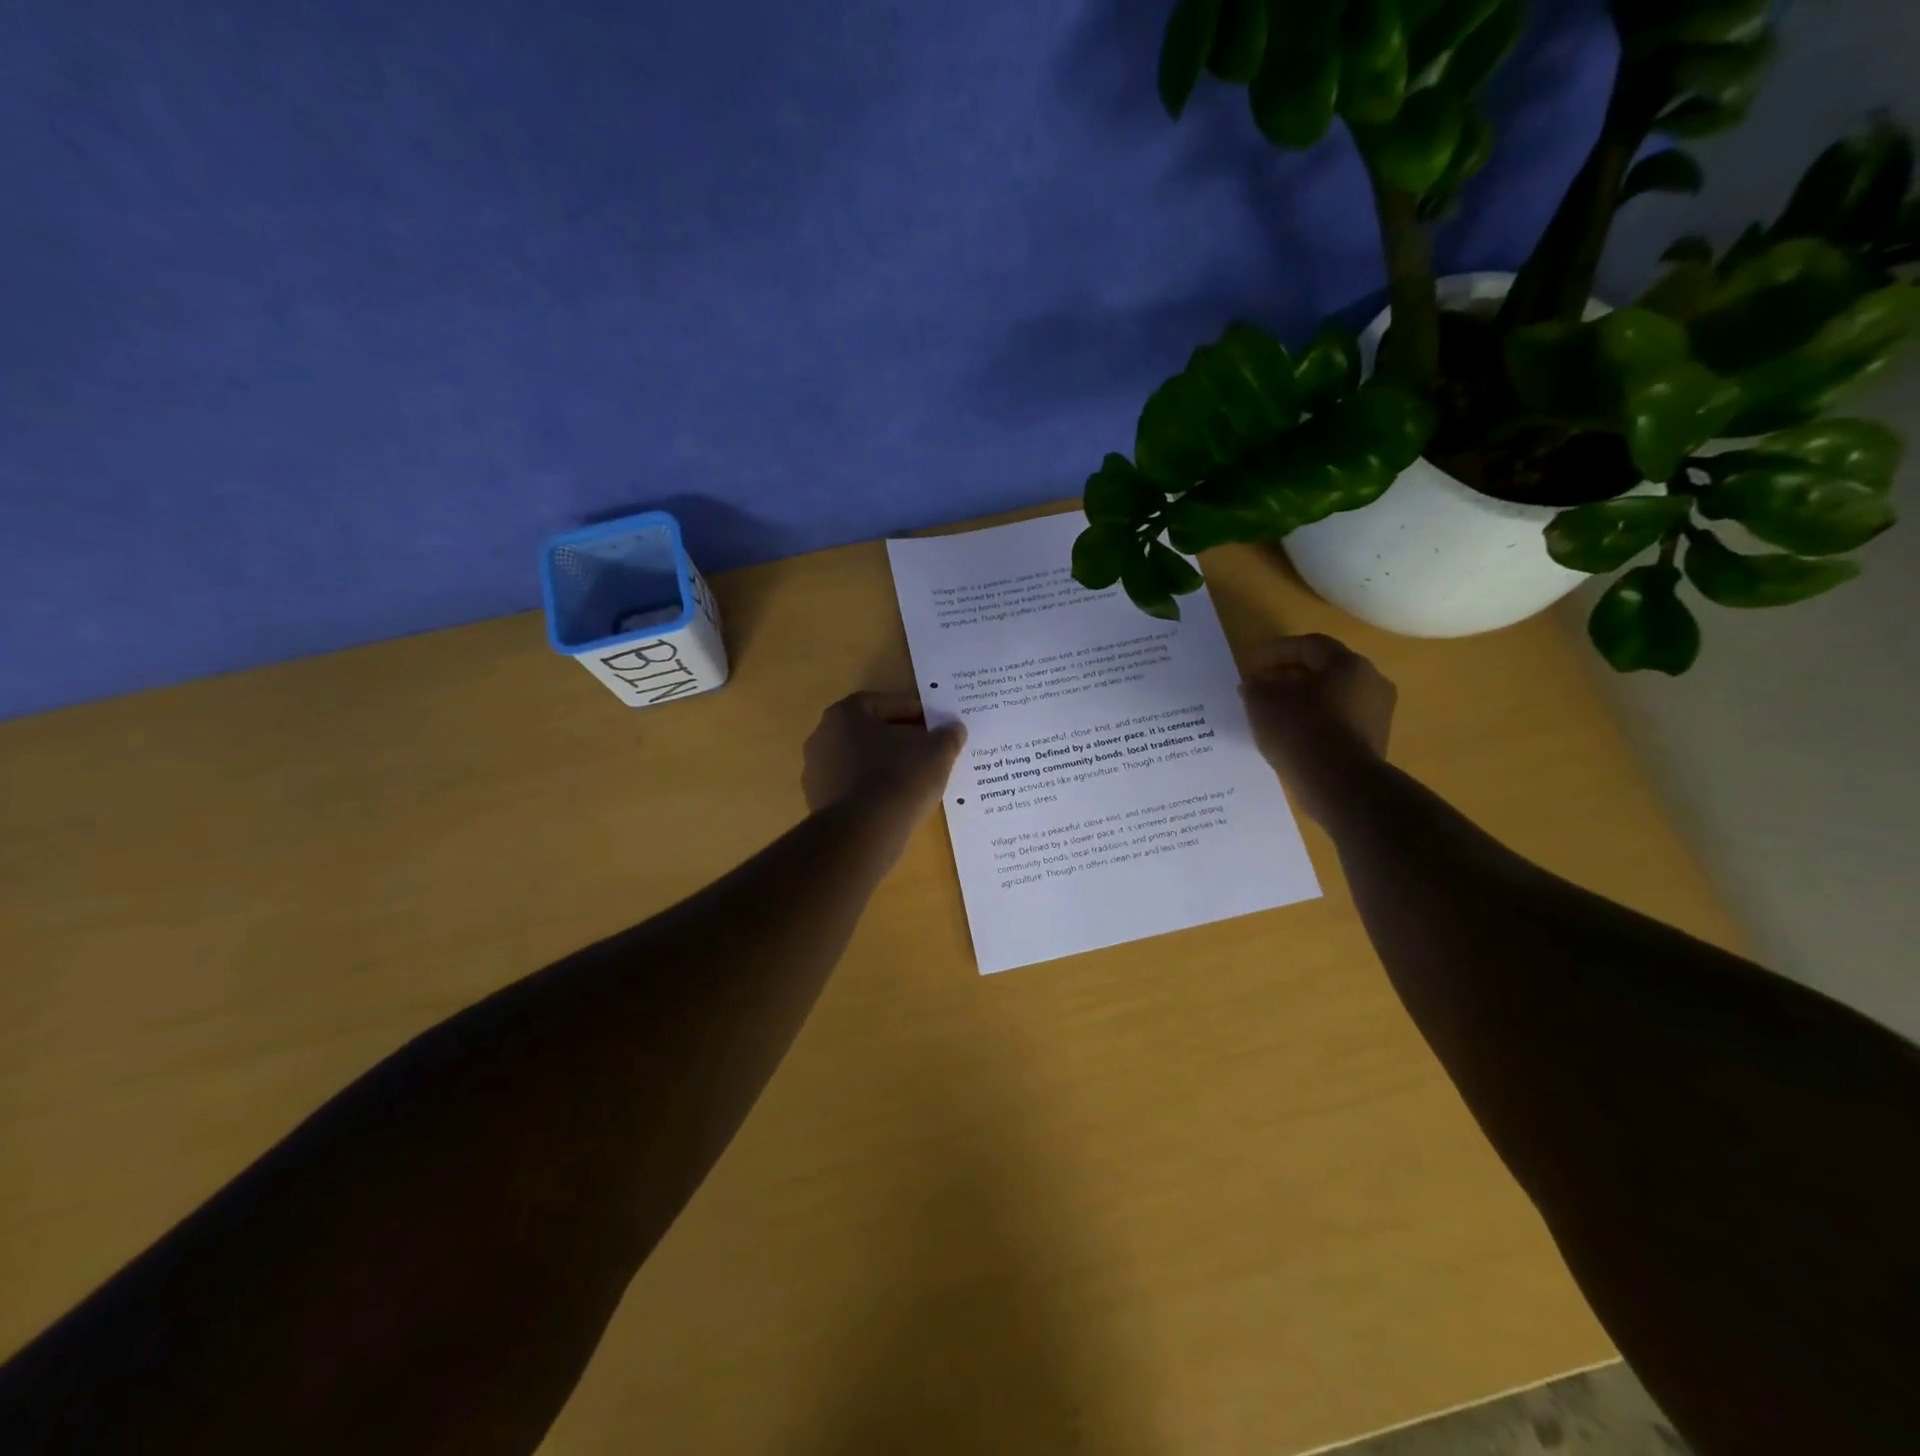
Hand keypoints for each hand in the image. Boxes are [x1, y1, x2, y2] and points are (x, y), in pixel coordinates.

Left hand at [803, 693, 965, 821]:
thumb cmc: (898, 778)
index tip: (932, 724)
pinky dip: (872, 791)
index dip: (912, 711)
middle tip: (926, 750)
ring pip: (859, 762)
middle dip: (897, 739)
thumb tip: (954, 728)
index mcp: (844, 714)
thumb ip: (947, 735)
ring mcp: (816, 773)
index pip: (882, 703)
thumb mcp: (936, 752)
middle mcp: (822, 737)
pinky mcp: (818, 804)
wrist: (863, 833)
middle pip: (868, 732)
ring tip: (914, 780)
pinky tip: (895, 803)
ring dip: (884, 766)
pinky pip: (853, 789)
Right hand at [1239, 634, 1395, 825]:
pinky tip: (1290, 734)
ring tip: (1271, 712)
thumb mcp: (1263, 703)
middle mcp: (1370, 682)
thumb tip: (1255, 683)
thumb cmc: (1301, 731)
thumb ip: (1256, 687)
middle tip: (1259, 686)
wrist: (1340, 785)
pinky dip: (1313, 721)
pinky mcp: (1373, 741)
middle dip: (1288, 675)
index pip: (1308, 645)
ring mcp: (1376, 714)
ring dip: (1301, 699)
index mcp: (1347, 664)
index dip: (1275, 650)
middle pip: (1323, 670)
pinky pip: (1337, 721)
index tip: (1250, 661)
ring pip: (1331, 697)